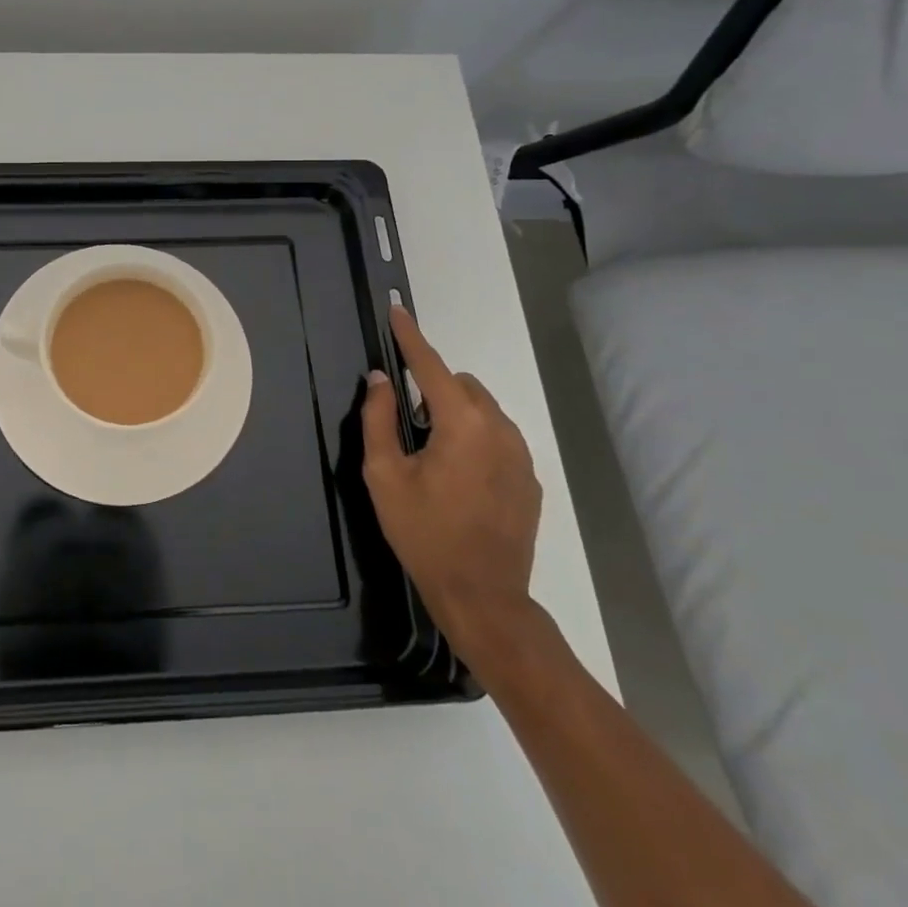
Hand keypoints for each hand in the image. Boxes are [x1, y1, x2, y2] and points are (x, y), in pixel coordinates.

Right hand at [361, 305, 542, 677]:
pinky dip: (476, 438)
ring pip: (483, 409)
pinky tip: (460, 479)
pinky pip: (498, 437)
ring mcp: (521, 455)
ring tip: (434, 456)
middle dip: (432, 389)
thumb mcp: (384, 476)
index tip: (397, 310)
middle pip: (461, 385)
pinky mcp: (530, 478)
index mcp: (461, 424)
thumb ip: (378, 419)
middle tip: (409, 428)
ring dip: (455, 414)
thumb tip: (380, 379)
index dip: (410, 337)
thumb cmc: (424, 533)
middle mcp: (499, 429)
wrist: (482, 596)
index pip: (430, 366)